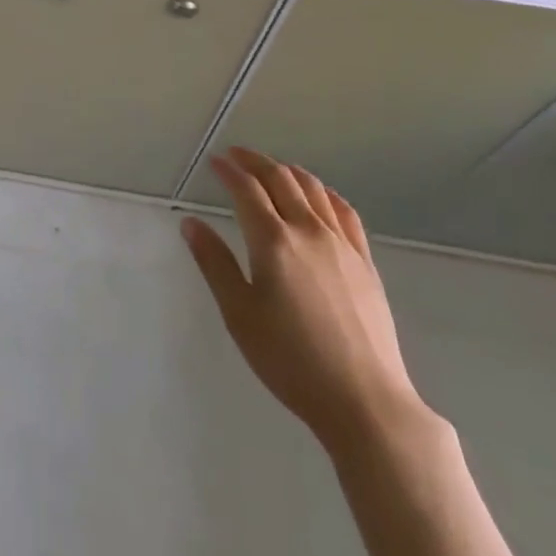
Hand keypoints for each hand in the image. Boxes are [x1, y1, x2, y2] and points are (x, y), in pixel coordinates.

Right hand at [182, 148, 425, 451]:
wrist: (364, 399)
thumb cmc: (290, 360)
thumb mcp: (239, 315)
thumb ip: (215, 263)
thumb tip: (190, 223)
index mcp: (273, 241)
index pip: (246, 189)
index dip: (228, 170)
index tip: (214, 161)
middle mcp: (308, 229)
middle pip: (280, 178)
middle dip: (255, 161)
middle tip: (236, 155)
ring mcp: (341, 243)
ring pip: (313, 188)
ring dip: (287, 170)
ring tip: (271, 169)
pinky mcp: (365, 260)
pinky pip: (344, 210)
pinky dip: (324, 192)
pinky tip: (318, 196)